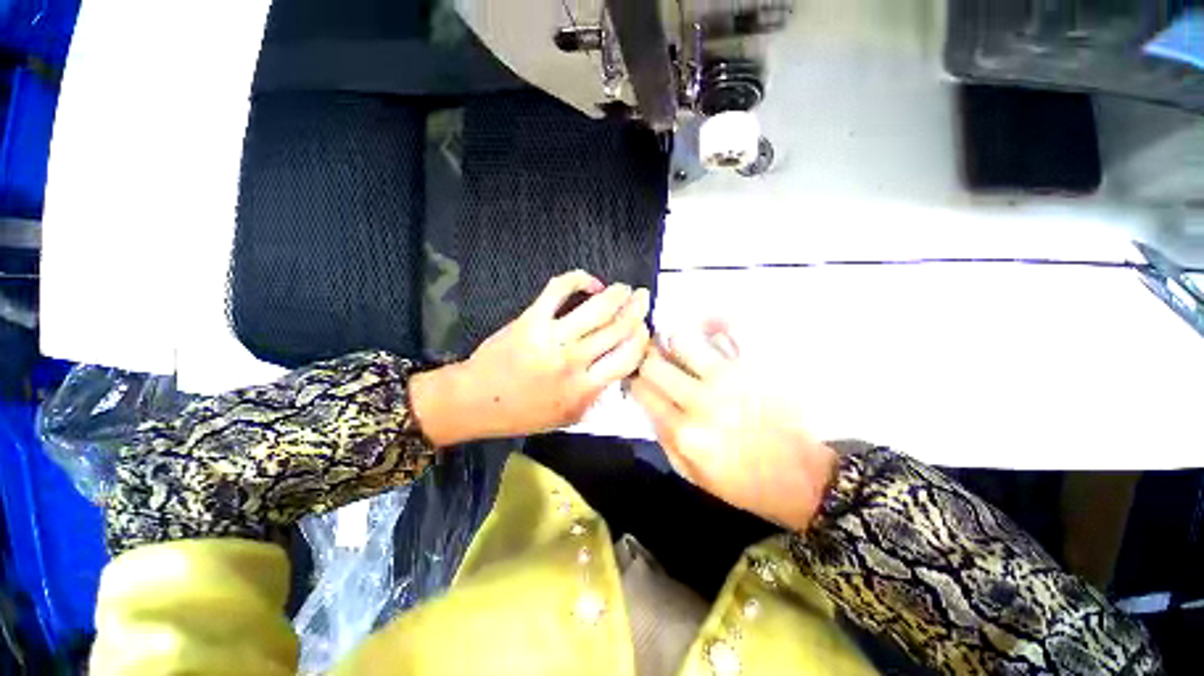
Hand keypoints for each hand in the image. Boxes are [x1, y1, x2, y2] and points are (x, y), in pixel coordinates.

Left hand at [413, 271, 650, 444]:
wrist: (476, 400)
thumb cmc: (524, 413)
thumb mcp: (568, 417)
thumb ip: (597, 396)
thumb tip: (619, 369)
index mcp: (585, 388)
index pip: (628, 357)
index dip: (642, 338)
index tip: (645, 328)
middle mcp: (574, 361)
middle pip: (617, 328)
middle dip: (637, 309)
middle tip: (643, 297)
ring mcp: (552, 337)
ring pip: (596, 308)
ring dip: (617, 293)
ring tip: (625, 288)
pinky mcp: (531, 319)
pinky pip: (560, 290)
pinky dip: (579, 279)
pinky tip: (591, 282)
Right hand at [630, 323, 836, 530]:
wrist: (808, 476)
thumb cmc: (747, 483)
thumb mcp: (694, 475)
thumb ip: (664, 438)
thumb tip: (647, 401)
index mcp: (685, 432)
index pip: (641, 390)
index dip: (634, 380)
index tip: (639, 378)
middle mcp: (702, 400)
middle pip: (653, 362)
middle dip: (647, 359)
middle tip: (655, 361)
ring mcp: (732, 377)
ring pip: (682, 339)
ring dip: (676, 344)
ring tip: (685, 352)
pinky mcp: (758, 364)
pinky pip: (728, 328)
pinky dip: (714, 324)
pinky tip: (712, 332)